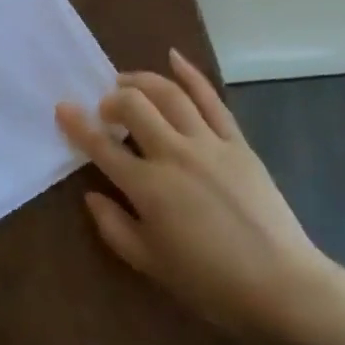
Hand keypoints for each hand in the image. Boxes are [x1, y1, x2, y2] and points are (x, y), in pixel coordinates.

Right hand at [57, 50, 330, 340]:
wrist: (282, 286)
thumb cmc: (211, 284)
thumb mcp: (152, 264)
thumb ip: (115, 227)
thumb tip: (92, 195)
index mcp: (149, 187)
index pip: (102, 147)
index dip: (78, 125)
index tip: (62, 108)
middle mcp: (175, 154)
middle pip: (134, 106)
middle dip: (112, 99)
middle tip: (105, 109)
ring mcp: (209, 143)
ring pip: (169, 94)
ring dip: (142, 81)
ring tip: (127, 82)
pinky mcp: (237, 141)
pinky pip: (211, 99)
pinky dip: (191, 74)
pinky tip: (174, 57)